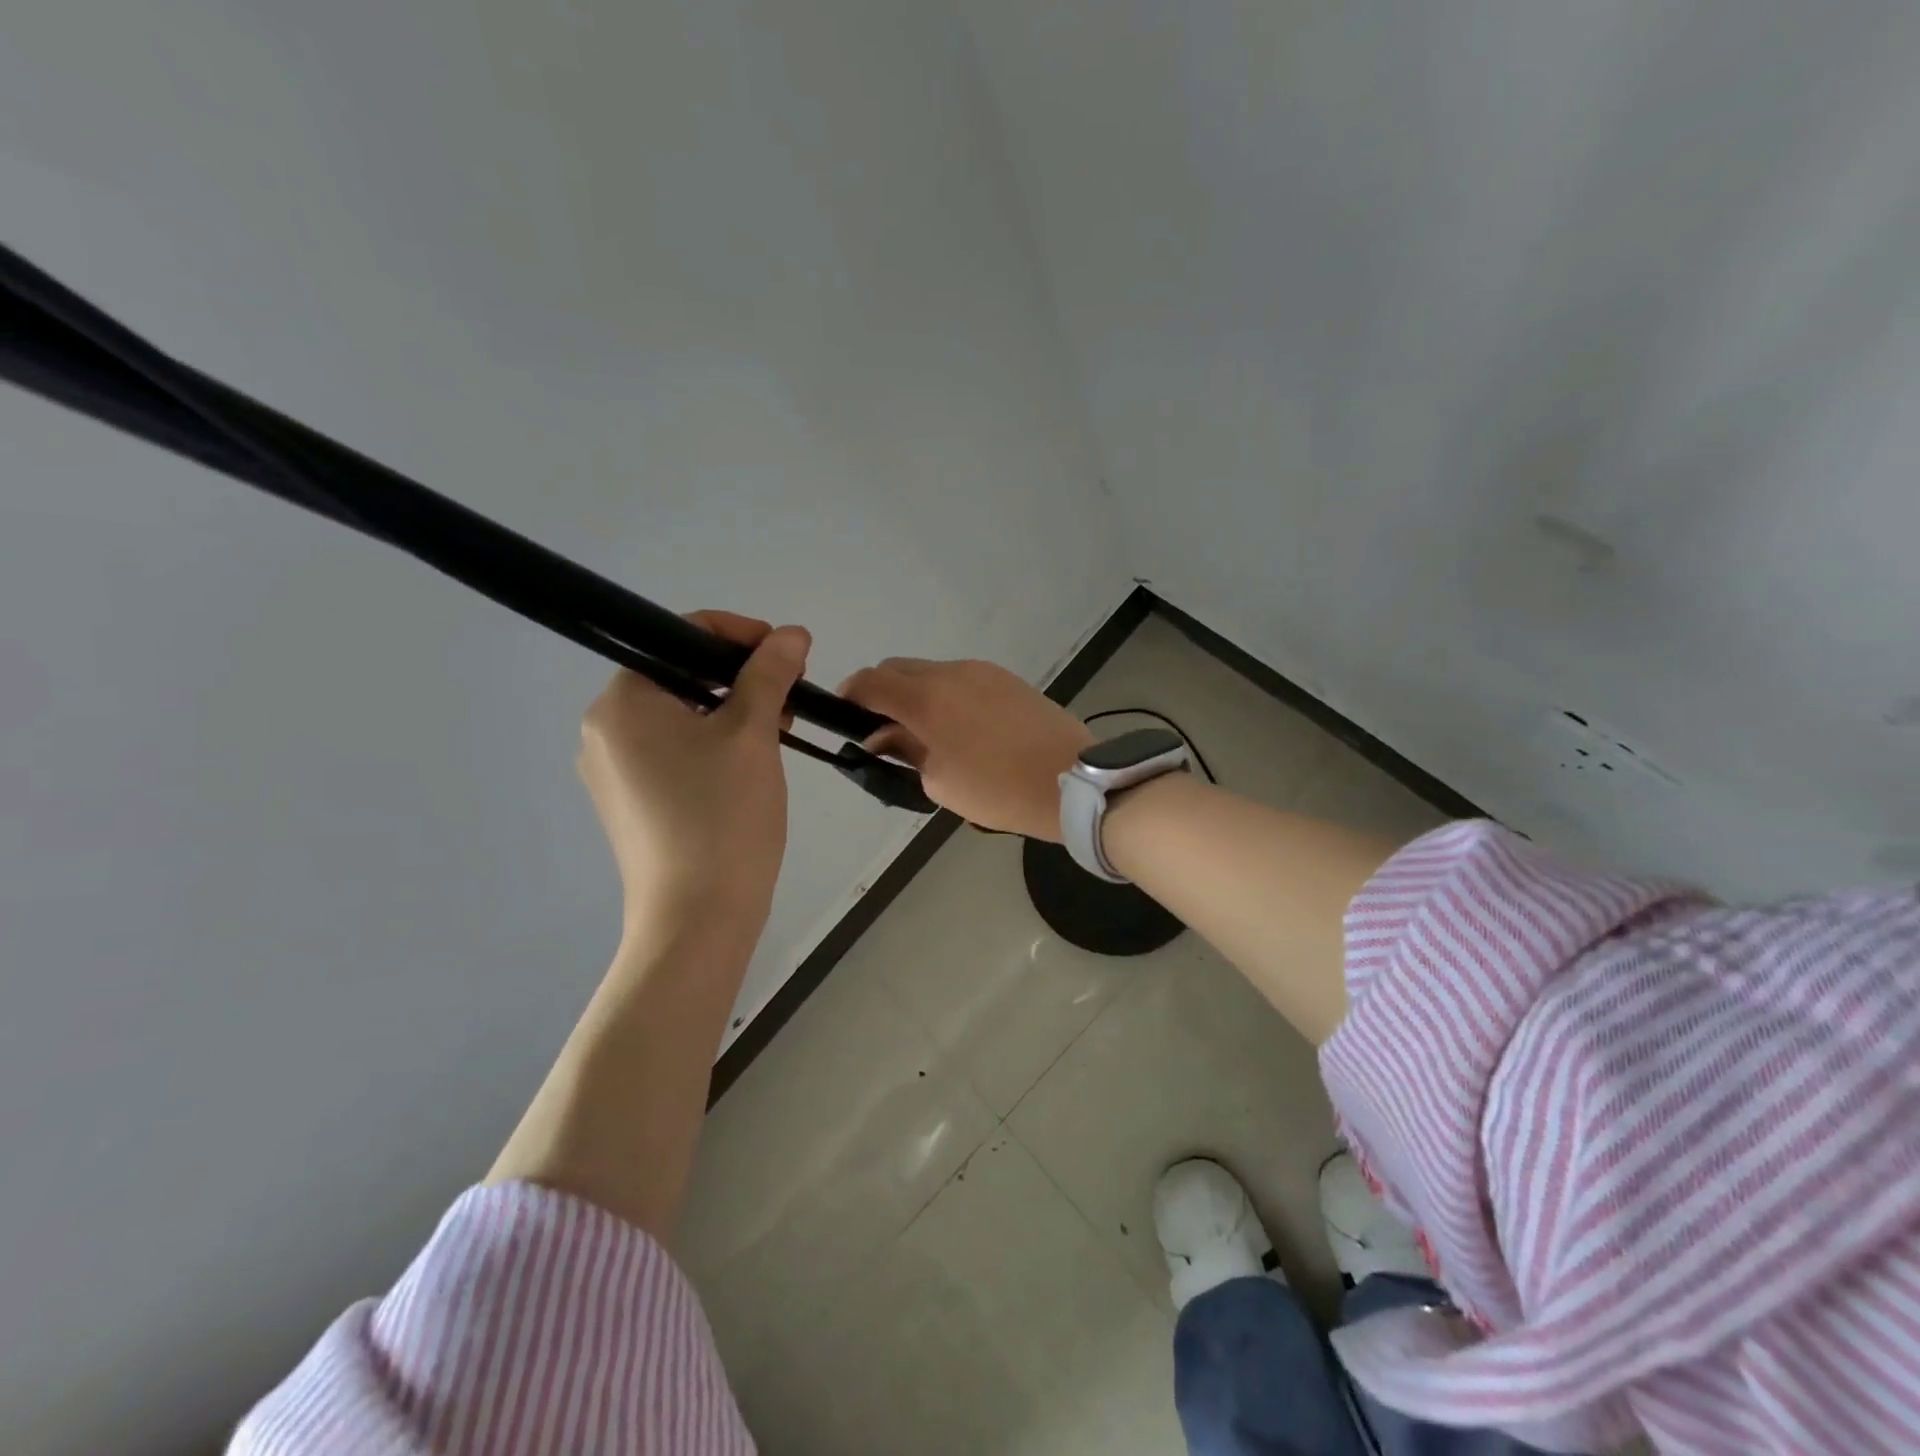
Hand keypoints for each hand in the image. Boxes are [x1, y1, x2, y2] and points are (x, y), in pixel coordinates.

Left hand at [578, 611, 809, 939]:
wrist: (697, 918)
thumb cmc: (722, 816)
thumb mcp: (753, 733)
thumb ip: (770, 673)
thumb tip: (792, 633)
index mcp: (622, 701)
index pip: (679, 636)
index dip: (739, 634)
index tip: (787, 653)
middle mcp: (605, 729)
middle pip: (681, 676)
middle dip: (741, 677)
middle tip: (790, 697)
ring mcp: (614, 770)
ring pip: (681, 716)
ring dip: (732, 712)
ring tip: (779, 732)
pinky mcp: (631, 803)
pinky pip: (674, 752)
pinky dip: (713, 745)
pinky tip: (749, 766)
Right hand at [838, 658, 1092, 839]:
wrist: (1074, 781)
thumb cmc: (999, 790)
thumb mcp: (940, 781)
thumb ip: (904, 750)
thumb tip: (882, 735)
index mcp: (927, 698)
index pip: (870, 682)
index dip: (849, 697)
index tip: (845, 718)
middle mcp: (951, 672)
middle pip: (897, 669)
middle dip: (881, 694)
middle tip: (884, 732)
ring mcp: (983, 671)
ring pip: (930, 672)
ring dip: (915, 694)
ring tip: (925, 734)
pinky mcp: (1007, 679)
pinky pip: (960, 678)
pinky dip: (945, 695)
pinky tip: (960, 728)